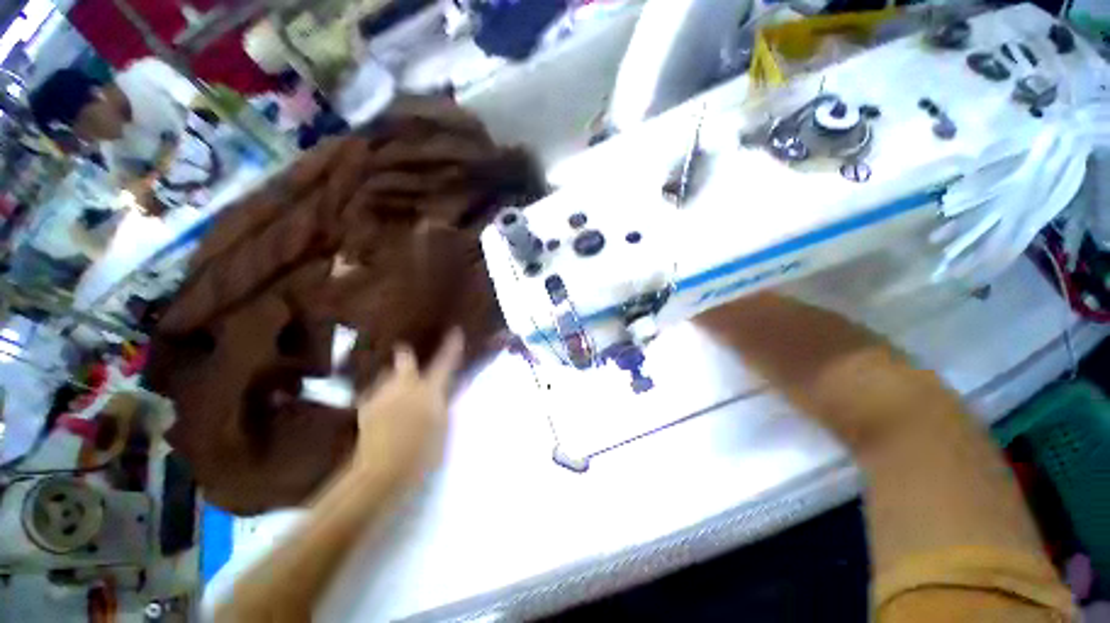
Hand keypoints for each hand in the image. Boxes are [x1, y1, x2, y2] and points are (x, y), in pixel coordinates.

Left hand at [354, 329, 464, 480]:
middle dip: (405, 357)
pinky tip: (381, 409)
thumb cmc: (423, 452)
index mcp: (429, 390)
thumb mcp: (443, 427)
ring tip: (394, 393)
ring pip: (386, 378)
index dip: (451, 347)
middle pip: (404, 361)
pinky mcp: (365, 409)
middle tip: (406, 357)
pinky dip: (379, 397)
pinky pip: (373, 394)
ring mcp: (382, 396)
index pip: (444, 363)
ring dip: (392, 380)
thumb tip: (449, 387)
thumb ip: (445, 403)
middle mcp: (405, 386)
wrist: (383, 472)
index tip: (455, 332)